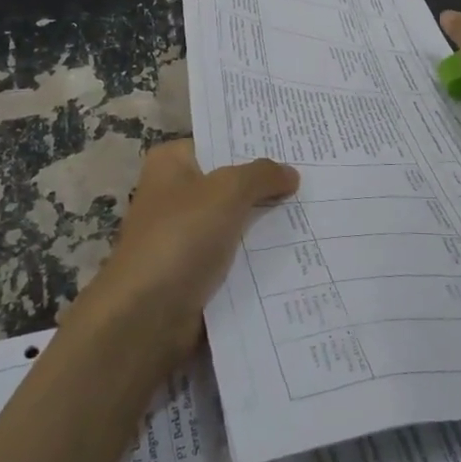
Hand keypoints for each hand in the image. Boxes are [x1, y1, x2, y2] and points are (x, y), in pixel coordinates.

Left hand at [75, 139, 298, 363]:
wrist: (145, 318)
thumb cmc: (180, 237)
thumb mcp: (227, 192)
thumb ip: (261, 175)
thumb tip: (290, 173)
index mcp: (171, 163)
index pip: (219, 142)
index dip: (254, 144)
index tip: (294, 145)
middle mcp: (174, 194)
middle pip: (230, 182)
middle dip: (266, 185)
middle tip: (313, 178)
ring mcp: (183, 235)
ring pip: (235, 221)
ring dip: (266, 224)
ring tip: (315, 213)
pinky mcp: (194, 273)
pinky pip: (234, 256)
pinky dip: (258, 257)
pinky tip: (297, 252)